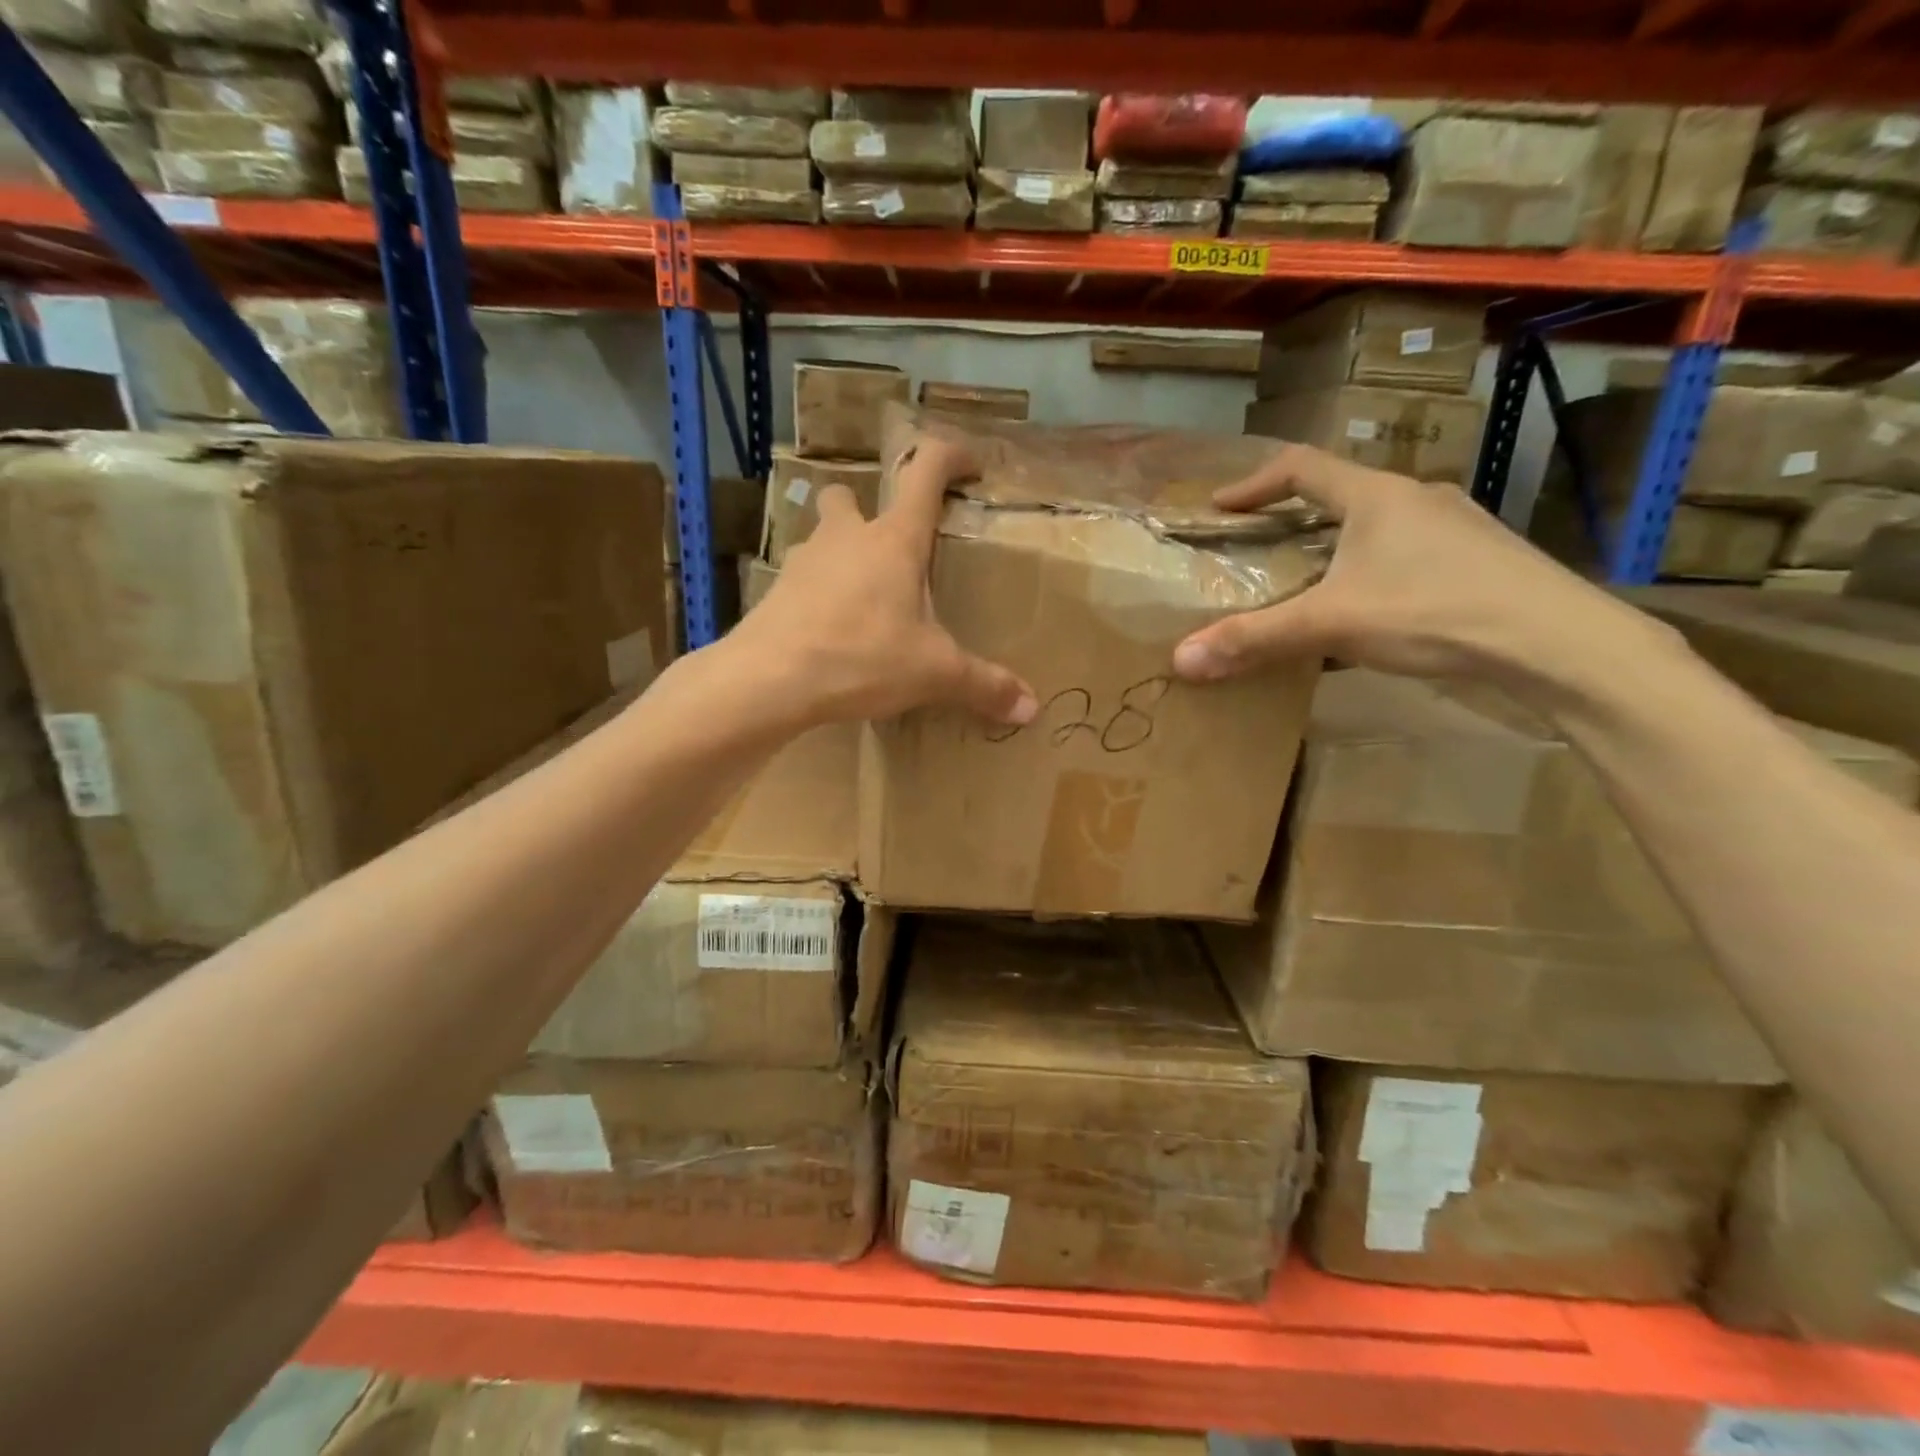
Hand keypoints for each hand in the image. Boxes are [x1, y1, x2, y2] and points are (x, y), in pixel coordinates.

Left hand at [732, 436, 1037, 727]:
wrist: (769, 680)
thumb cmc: (861, 657)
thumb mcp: (933, 673)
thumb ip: (983, 686)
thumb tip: (1033, 709)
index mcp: (894, 540)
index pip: (925, 471)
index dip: (951, 456)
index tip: (970, 464)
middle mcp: (847, 537)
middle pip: (850, 495)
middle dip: (870, 508)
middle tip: (892, 547)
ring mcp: (805, 561)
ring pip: (823, 536)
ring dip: (843, 552)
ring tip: (865, 598)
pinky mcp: (777, 592)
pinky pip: (804, 579)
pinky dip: (820, 593)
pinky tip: (833, 631)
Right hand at [1170, 445, 1656, 686]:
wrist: (1557, 642)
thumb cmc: (1434, 611)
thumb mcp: (1332, 624)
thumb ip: (1255, 639)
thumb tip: (1181, 659)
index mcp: (1377, 496)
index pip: (1301, 466)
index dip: (1254, 483)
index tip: (1221, 507)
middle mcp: (1417, 499)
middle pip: (1341, 494)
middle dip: (1295, 518)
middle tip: (1261, 547)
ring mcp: (1455, 529)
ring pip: (1378, 528)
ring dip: (1337, 547)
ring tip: (1311, 583)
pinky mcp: (1479, 562)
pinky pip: (1407, 556)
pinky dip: (1372, 574)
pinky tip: (1369, 614)